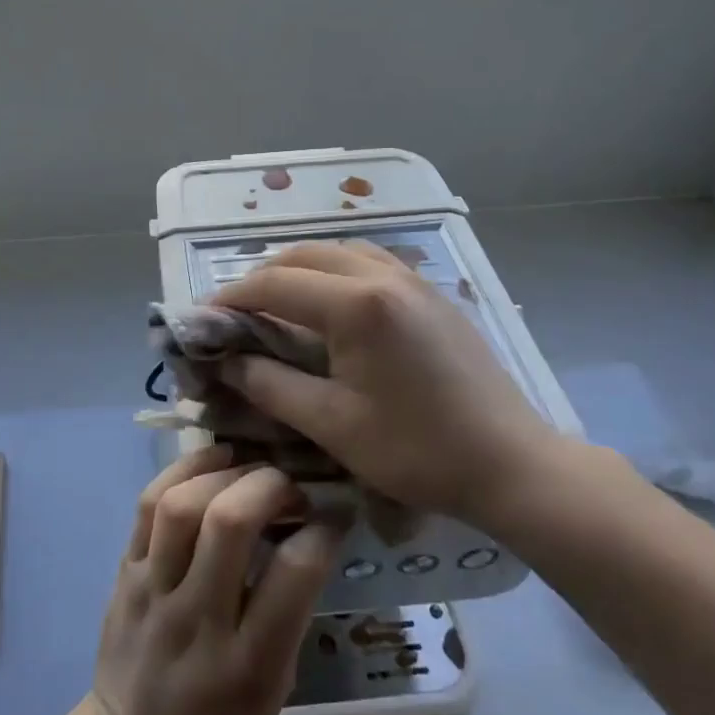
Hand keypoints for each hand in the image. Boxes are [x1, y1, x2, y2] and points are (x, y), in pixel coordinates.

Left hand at [89, 447, 340, 714]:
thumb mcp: (275, 687)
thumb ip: (290, 613)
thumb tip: (309, 530)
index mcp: (248, 663)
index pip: (293, 575)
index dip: (323, 529)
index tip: (335, 512)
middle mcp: (197, 619)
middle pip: (229, 523)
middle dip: (270, 485)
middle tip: (290, 484)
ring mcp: (153, 591)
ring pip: (182, 506)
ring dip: (223, 473)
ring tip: (248, 467)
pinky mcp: (124, 571)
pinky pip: (147, 504)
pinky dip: (182, 470)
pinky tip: (211, 461)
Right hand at [211, 240, 561, 531]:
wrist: (512, 464)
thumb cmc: (417, 451)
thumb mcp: (332, 424)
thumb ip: (270, 385)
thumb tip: (226, 362)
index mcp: (357, 304)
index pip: (274, 284)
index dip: (231, 298)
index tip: (202, 319)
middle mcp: (384, 275)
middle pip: (304, 254)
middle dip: (262, 277)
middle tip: (237, 314)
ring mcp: (414, 279)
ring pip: (339, 250)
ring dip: (301, 268)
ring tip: (280, 304)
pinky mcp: (433, 293)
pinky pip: (371, 261)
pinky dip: (336, 270)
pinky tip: (333, 306)